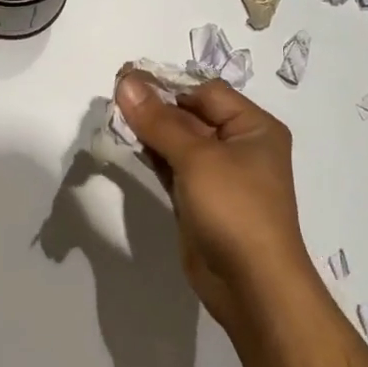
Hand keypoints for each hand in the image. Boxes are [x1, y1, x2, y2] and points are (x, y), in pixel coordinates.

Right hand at [111, 74, 311, 329]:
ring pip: (179, 142)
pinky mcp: (200, 200)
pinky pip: (174, 167)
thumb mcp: (196, 158)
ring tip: (114, 117)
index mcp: (253, 127)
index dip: (169, 85)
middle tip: (114, 98)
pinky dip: (153, 156)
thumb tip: (126, 81)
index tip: (127, 80)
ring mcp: (220, 176)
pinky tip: (128, 146)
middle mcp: (239, 146)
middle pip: (192, 115)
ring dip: (150, 131)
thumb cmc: (234, 209)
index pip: (206, 92)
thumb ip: (158, 120)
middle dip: (155, 107)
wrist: (251, 285)